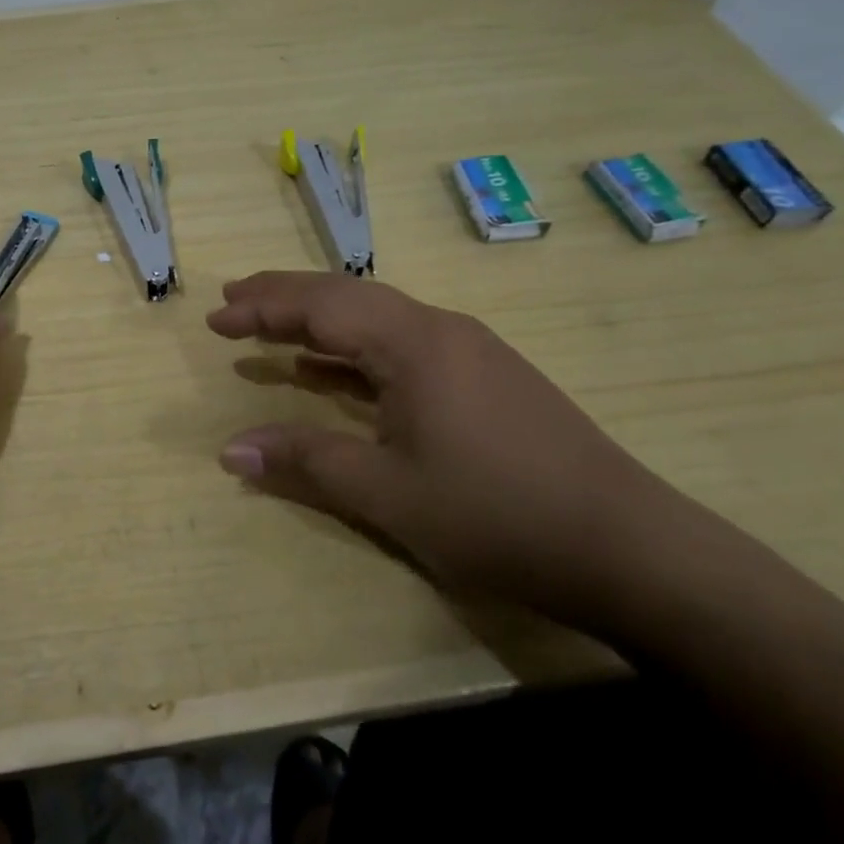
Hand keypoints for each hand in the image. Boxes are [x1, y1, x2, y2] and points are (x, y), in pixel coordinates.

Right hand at [207, 271, 691, 629]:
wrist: (628, 547)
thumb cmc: (497, 515)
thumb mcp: (389, 494)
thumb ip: (306, 462)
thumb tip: (230, 449)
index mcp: (412, 342)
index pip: (320, 306)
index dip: (262, 308)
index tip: (214, 317)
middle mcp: (440, 328)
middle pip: (347, 296)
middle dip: (285, 297)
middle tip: (233, 299)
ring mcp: (468, 351)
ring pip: (377, 318)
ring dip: (322, 321)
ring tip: (272, 328)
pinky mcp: (486, 377)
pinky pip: (403, 346)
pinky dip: (358, 351)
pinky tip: (335, 371)